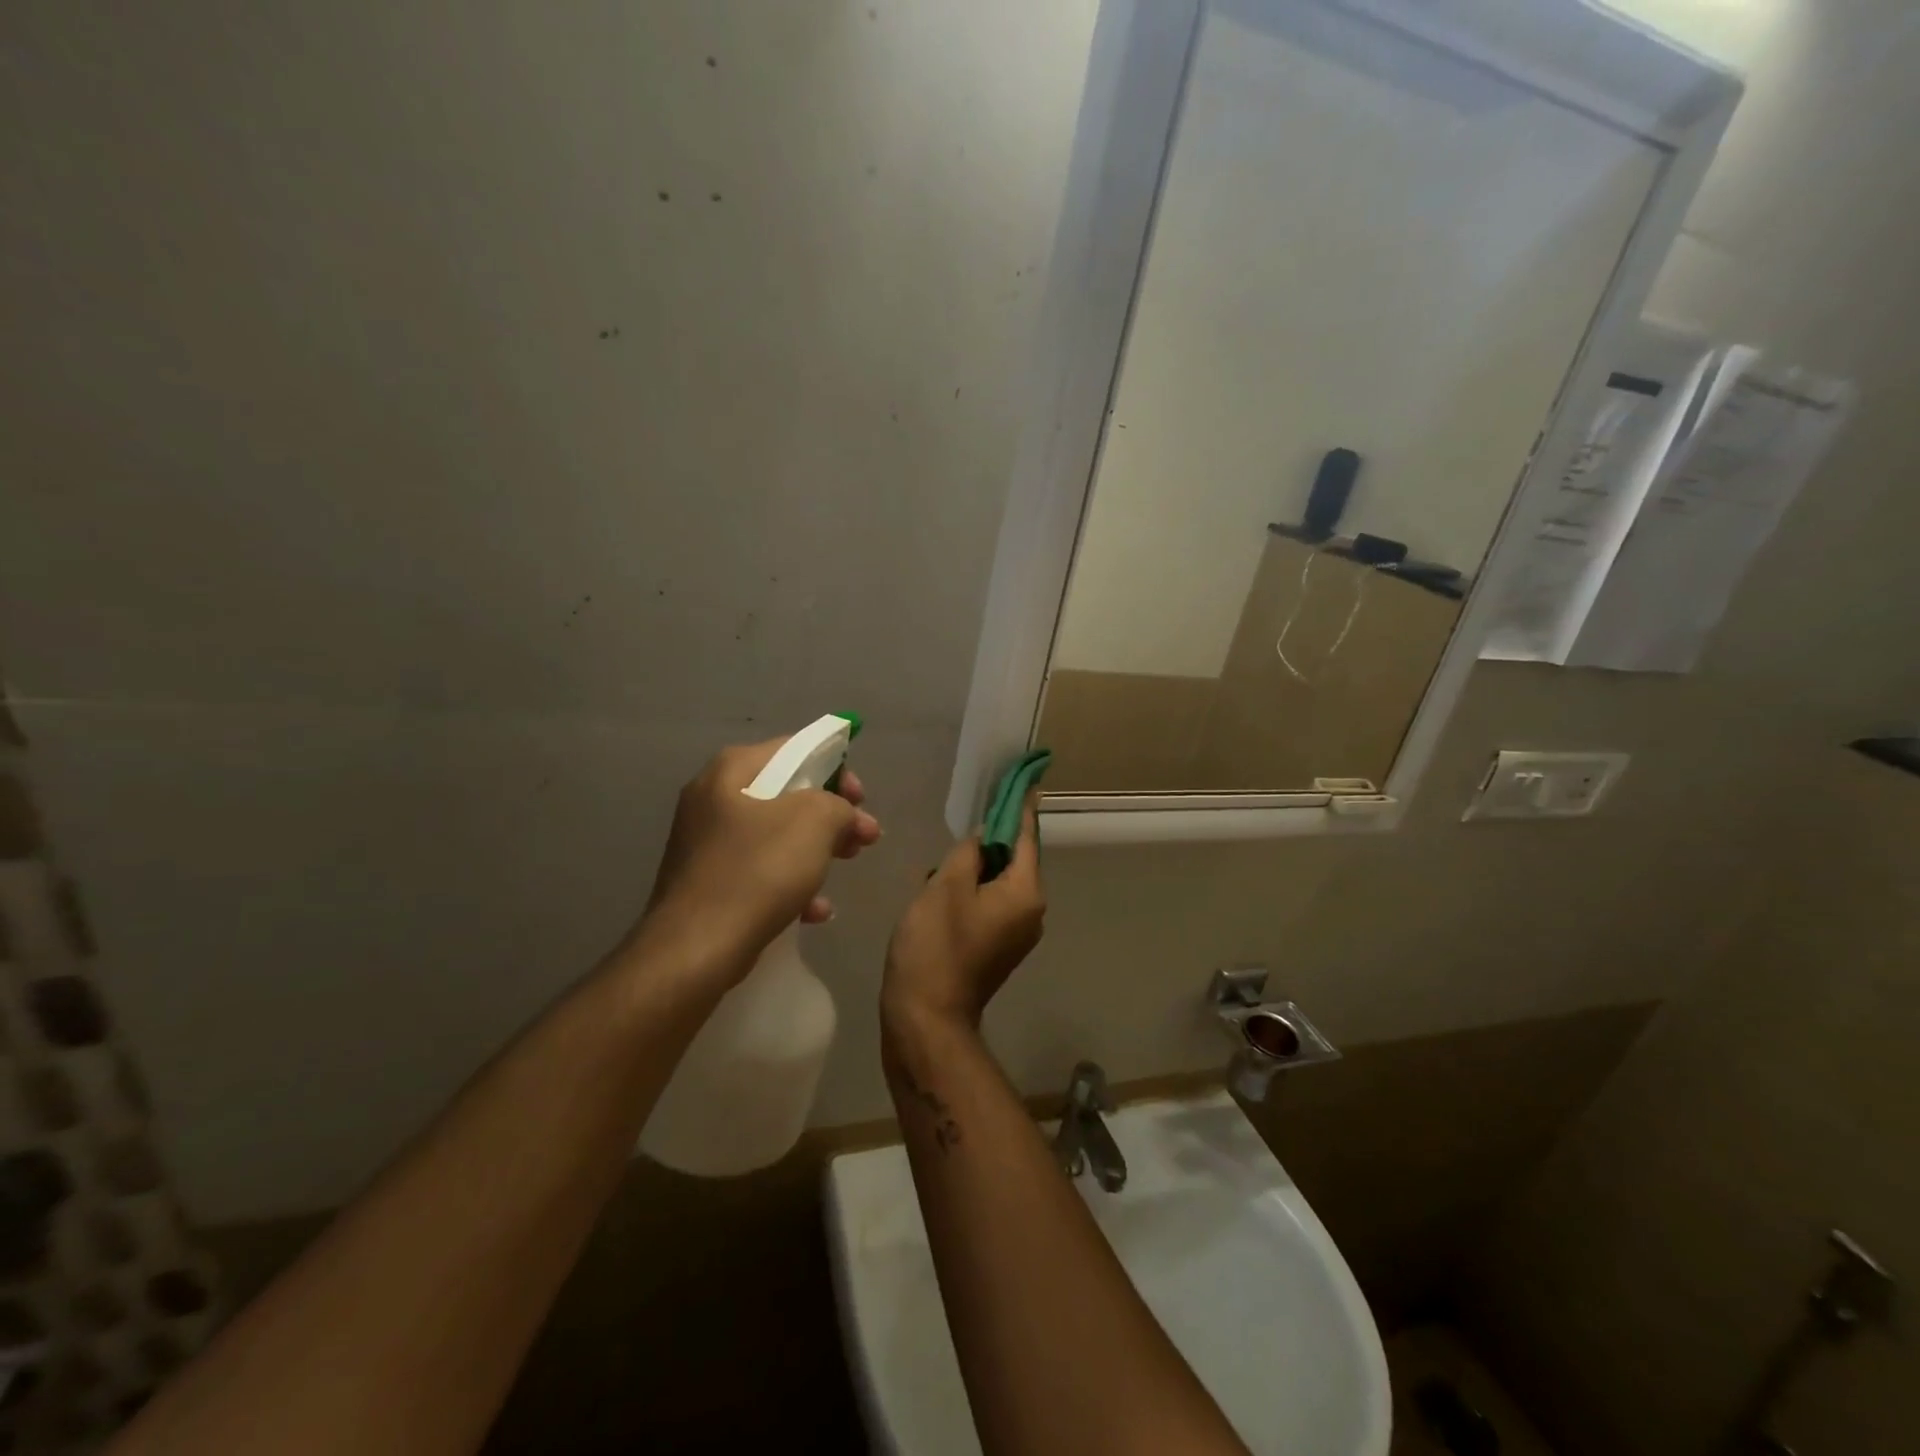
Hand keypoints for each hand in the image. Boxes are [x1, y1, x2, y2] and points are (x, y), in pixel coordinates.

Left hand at [635, 737, 880, 978]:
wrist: (694, 950)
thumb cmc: (757, 873)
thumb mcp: (814, 823)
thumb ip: (837, 804)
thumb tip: (839, 813)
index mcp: (732, 770)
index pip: (794, 749)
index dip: (837, 769)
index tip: (861, 800)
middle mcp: (714, 797)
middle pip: (788, 793)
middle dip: (832, 815)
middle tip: (865, 836)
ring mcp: (707, 841)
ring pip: (777, 834)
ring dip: (817, 848)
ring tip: (847, 867)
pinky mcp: (708, 881)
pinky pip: (760, 869)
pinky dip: (791, 881)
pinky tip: (816, 910)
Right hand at [882, 795, 1044, 1030]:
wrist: (925, 1018)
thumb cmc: (936, 945)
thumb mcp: (947, 886)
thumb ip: (969, 852)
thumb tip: (985, 835)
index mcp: (1025, 893)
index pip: (1027, 837)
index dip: (1020, 807)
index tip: (1022, 780)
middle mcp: (1030, 913)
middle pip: (1013, 861)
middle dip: (986, 843)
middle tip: (959, 827)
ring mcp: (1015, 934)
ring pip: (996, 884)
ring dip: (971, 870)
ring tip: (939, 867)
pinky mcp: (996, 949)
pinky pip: (988, 905)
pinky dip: (969, 892)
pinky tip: (937, 892)